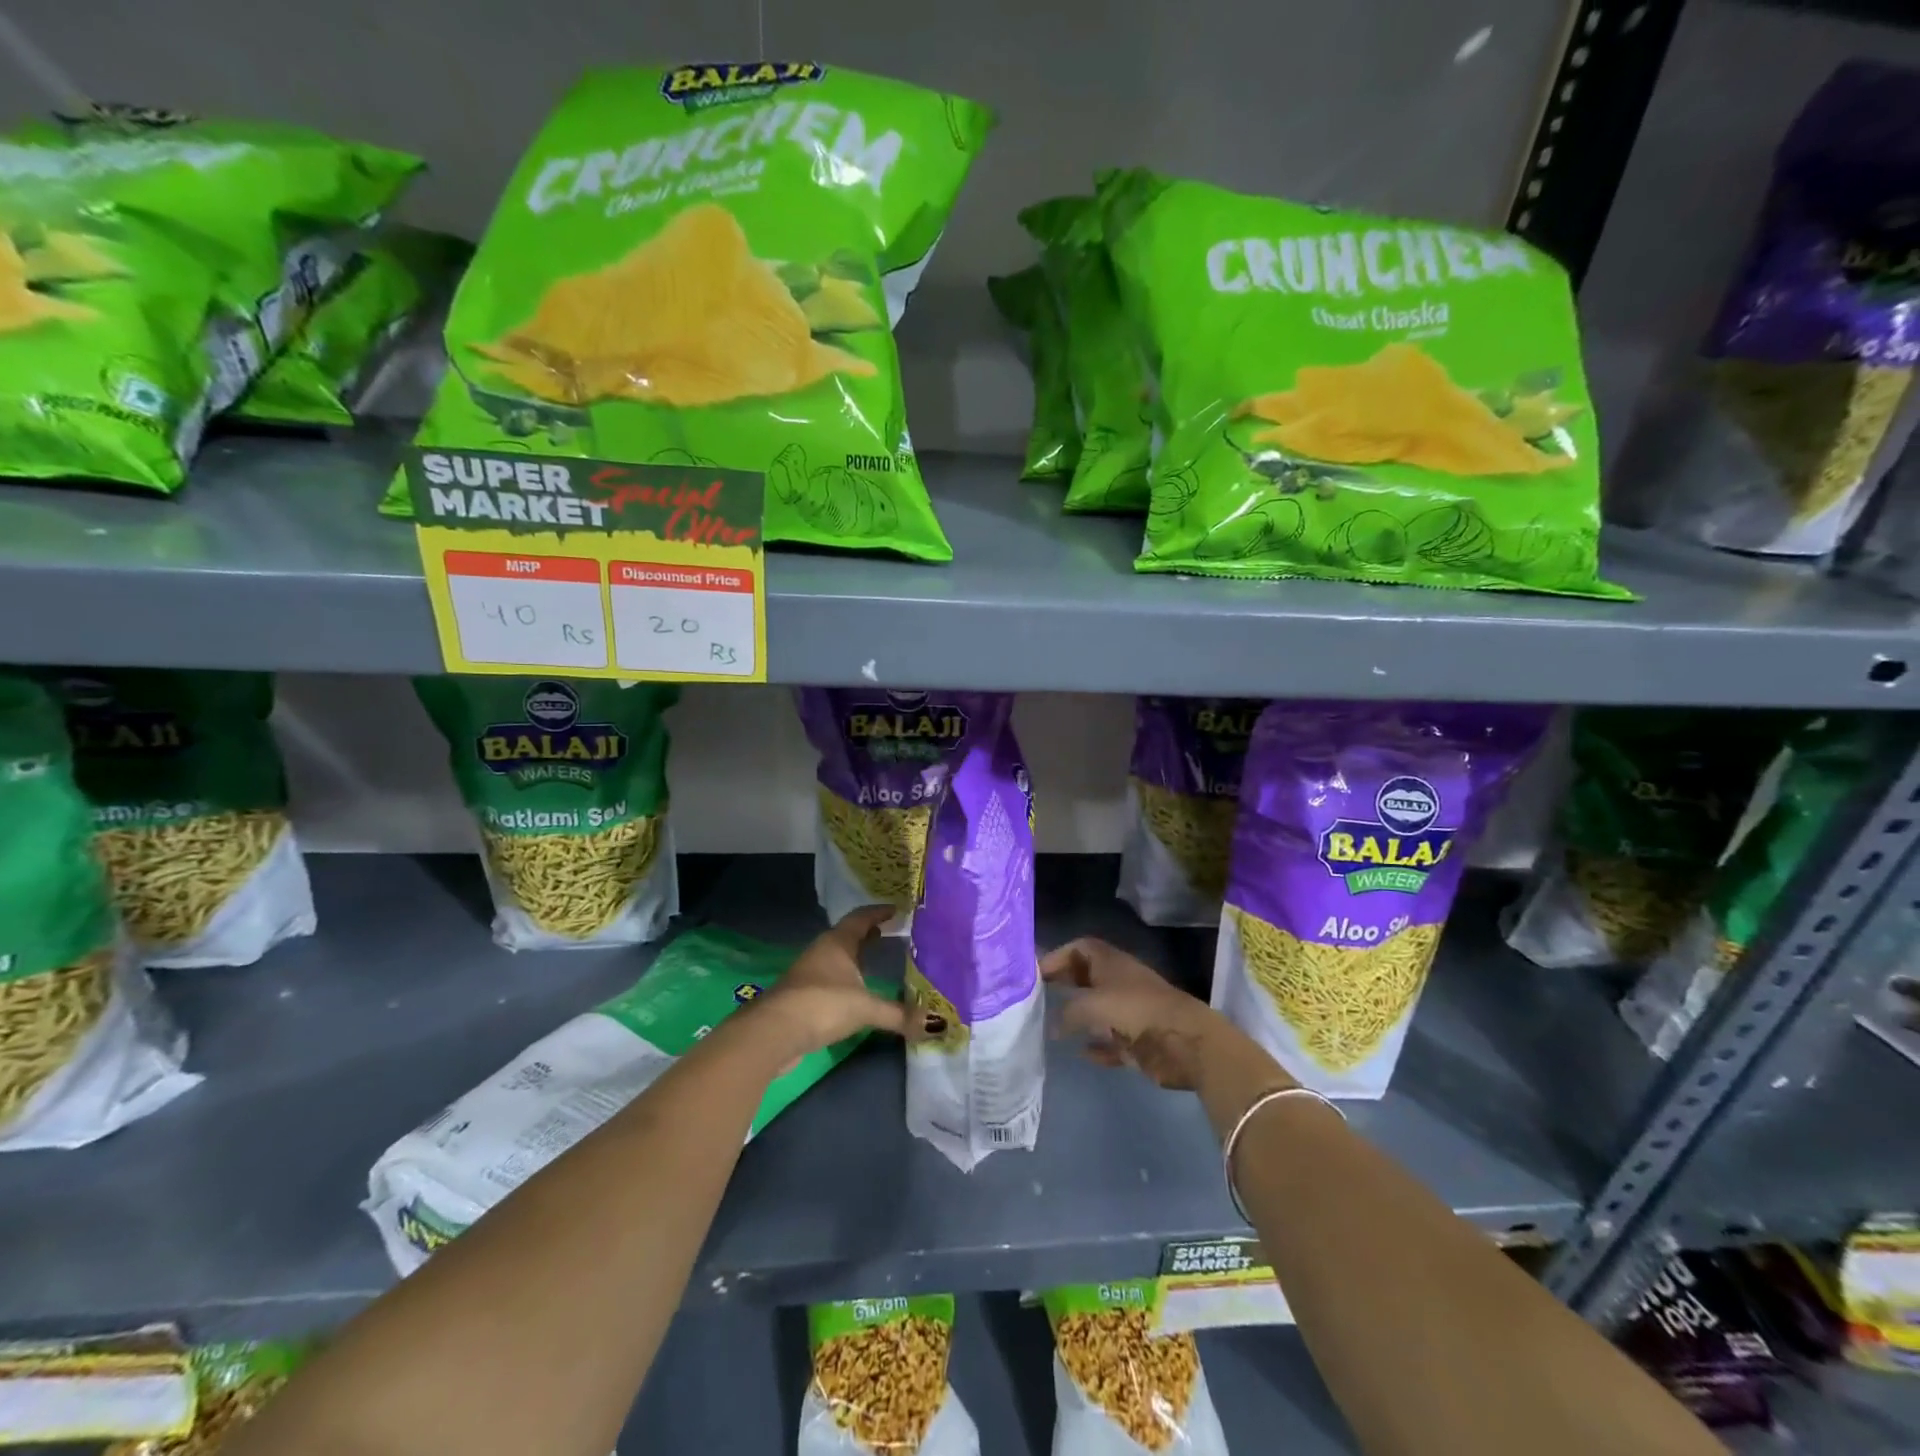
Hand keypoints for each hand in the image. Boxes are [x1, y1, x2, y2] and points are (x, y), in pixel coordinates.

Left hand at [756, 904, 910, 1057]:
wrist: (772, 1033)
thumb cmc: (822, 1005)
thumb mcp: (865, 1008)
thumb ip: (899, 1014)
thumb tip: (936, 1024)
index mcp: (837, 943)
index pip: (861, 918)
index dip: (879, 912)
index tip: (897, 909)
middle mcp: (822, 952)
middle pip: (848, 936)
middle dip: (869, 935)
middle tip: (891, 934)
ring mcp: (809, 974)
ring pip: (838, 958)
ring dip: (856, 958)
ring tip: (878, 961)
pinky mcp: (802, 997)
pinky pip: (831, 980)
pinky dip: (847, 980)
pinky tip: (858, 993)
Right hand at [1042, 937, 1260, 1091]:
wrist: (1184, 1041)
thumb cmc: (1136, 1010)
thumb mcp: (1093, 1004)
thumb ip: (1068, 1012)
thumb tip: (1054, 1025)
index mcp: (1110, 963)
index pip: (1080, 948)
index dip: (1058, 956)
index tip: (1035, 972)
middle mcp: (1119, 983)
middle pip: (1086, 977)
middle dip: (1064, 983)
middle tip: (1037, 996)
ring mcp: (1129, 1012)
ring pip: (1098, 1011)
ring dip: (1079, 1018)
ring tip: (1051, 1026)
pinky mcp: (1137, 1041)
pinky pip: (1111, 1042)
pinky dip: (1097, 1047)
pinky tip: (1082, 1053)